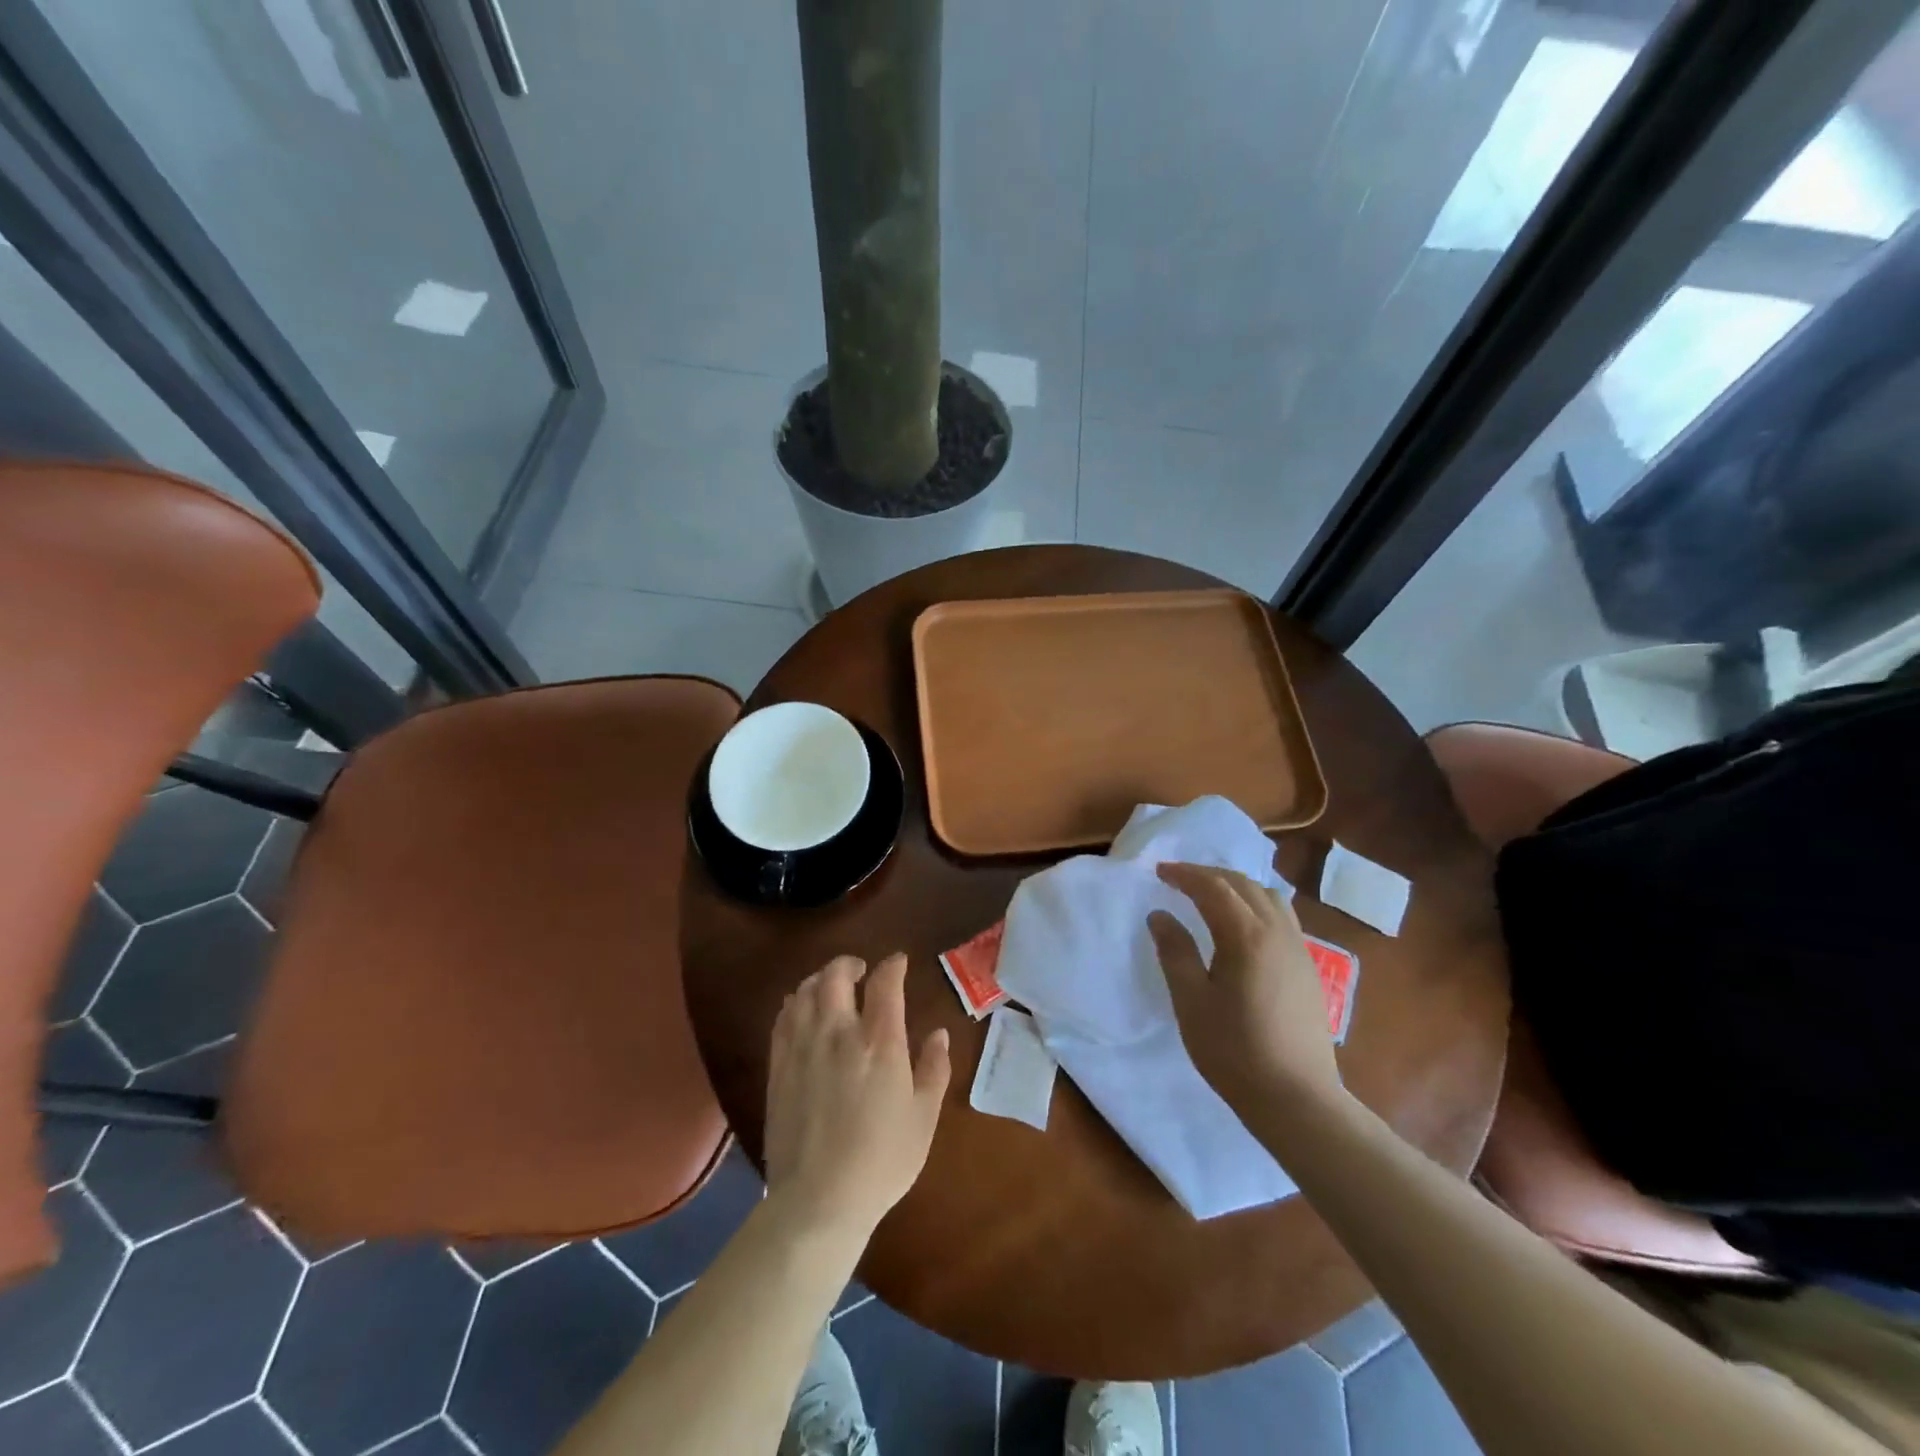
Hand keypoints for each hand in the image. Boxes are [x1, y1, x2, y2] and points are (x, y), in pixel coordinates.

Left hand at [763, 953, 951, 1240]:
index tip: (899, 963)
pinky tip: (804, 1012)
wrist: (818, 1201)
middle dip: (849, 963)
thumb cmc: (882, 1160)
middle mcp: (838, 1033)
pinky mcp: (779, 1067)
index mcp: (879, 1042)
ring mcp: (803, 1048)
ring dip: (821, 979)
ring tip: (832, 987)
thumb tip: (938, 1033)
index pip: (885, 983)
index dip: (893, 965)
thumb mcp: (923, 1117)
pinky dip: (796, 1003)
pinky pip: (784, 1018)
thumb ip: (934, 1068)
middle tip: (861, 970)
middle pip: (836, 975)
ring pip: (805, 991)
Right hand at [1149, 862, 1344, 1119]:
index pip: (1213, 887)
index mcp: (1246, 936)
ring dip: (1236, 886)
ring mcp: (1298, 949)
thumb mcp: (1191, 1002)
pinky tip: (1243, 925)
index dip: (1185, 874)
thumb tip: (1160, 915)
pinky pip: (1282, 916)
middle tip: (1178, 879)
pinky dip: (1256, 904)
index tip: (1159, 872)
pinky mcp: (1308, 967)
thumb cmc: (1234, 1052)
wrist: (1297, 1099)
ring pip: (1268, 896)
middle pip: (1243, 884)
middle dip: (1208, 875)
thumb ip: (1175, 952)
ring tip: (1210, 895)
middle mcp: (1277, 932)